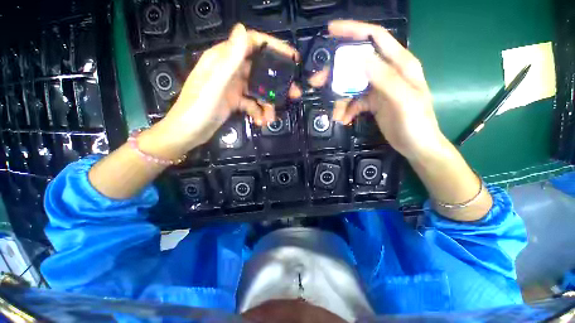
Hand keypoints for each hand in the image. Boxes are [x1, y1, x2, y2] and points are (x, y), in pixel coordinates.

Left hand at [145, 24, 300, 158]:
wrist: (187, 133)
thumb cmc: (197, 108)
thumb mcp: (215, 84)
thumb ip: (230, 59)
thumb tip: (243, 28)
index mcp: (222, 59)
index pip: (251, 43)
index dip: (272, 46)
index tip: (292, 57)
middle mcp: (229, 70)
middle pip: (259, 70)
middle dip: (277, 82)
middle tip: (294, 93)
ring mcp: (233, 86)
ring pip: (258, 90)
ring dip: (267, 104)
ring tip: (271, 118)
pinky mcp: (235, 101)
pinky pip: (252, 103)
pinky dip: (258, 112)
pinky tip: (260, 122)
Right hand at [324, 20, 444, 159]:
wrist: (416, 146)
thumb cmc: (416, 123)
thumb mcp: (403, 100)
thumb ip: (384, 78)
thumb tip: (360, 58)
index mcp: (399, 64)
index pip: (375, 37)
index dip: (354, 30)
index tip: (331, 31)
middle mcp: (387, 71)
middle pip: (357, 63)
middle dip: (336, 72)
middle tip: (318, 81)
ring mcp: (378, 88)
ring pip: (352, 85)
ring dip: (340, 98)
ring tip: (336, 115)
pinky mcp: (372, 102)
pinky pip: (354, 101)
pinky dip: (346, 109)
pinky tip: (344, 119)